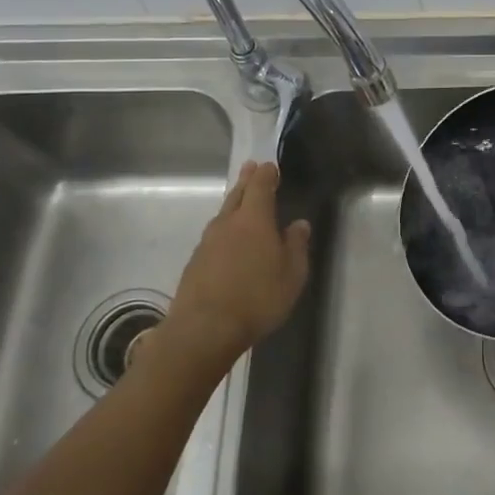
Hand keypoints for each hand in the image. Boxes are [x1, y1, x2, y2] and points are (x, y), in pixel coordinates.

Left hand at [155, 161, 310, 374]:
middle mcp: (227, 223)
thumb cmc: (257, 297)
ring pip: (223, 215)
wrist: (205, 328)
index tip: (271, 166)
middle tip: (251, 167)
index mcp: (254, 219)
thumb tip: (299, 224)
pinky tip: (228, 241)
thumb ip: (296, 246)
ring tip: (241, 201)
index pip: (260, 186)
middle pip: (237, 194)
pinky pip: (214, 236)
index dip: (267, 174)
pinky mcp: (195, 262)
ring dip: (234, 204)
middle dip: (246, 180)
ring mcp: (207, 242)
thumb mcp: (292, 274)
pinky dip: (224, 230)